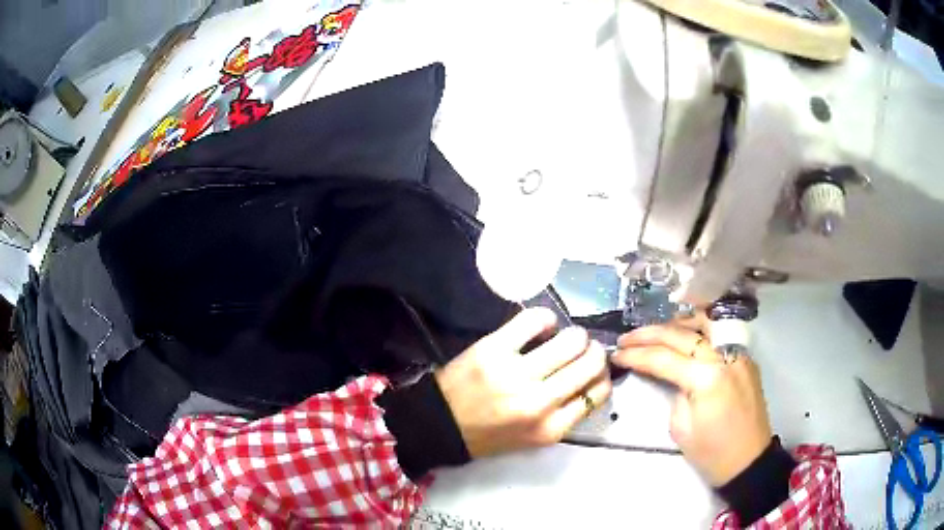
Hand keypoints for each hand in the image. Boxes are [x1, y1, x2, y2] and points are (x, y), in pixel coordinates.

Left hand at [435, 308, 610, 458]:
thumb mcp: (534, 438)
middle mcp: (538, 402)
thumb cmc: (490, 434)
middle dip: (594, 352)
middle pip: (590, 363)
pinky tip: (542, 328)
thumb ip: (566, 413)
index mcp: (550, 429)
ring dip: (575, 336)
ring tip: (563, 339)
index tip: (596, 369)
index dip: (603, 375)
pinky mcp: (493, 349)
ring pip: (571, 340)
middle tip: (583, 350)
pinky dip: (546, 319)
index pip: (598, 392)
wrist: (441, 424)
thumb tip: (594, 377)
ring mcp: (515, 374)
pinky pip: (534, 320)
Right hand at [611, 322, 771, 485]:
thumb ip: (675, 393)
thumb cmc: (711, 453)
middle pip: (680, 334)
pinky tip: (685, 338)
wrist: (748, 461)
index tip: (616, 354)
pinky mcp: (745, 358)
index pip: (663, 358)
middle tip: (626, 339)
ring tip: (654, 332)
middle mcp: (724, 356)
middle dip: (649, 334)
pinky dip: (698, 331)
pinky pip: (719, 335)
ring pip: (704, 323)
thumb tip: (673, 376)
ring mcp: (738, 353)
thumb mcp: (681, 428)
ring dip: (675, 324)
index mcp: (706, 378)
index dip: (636, 355)